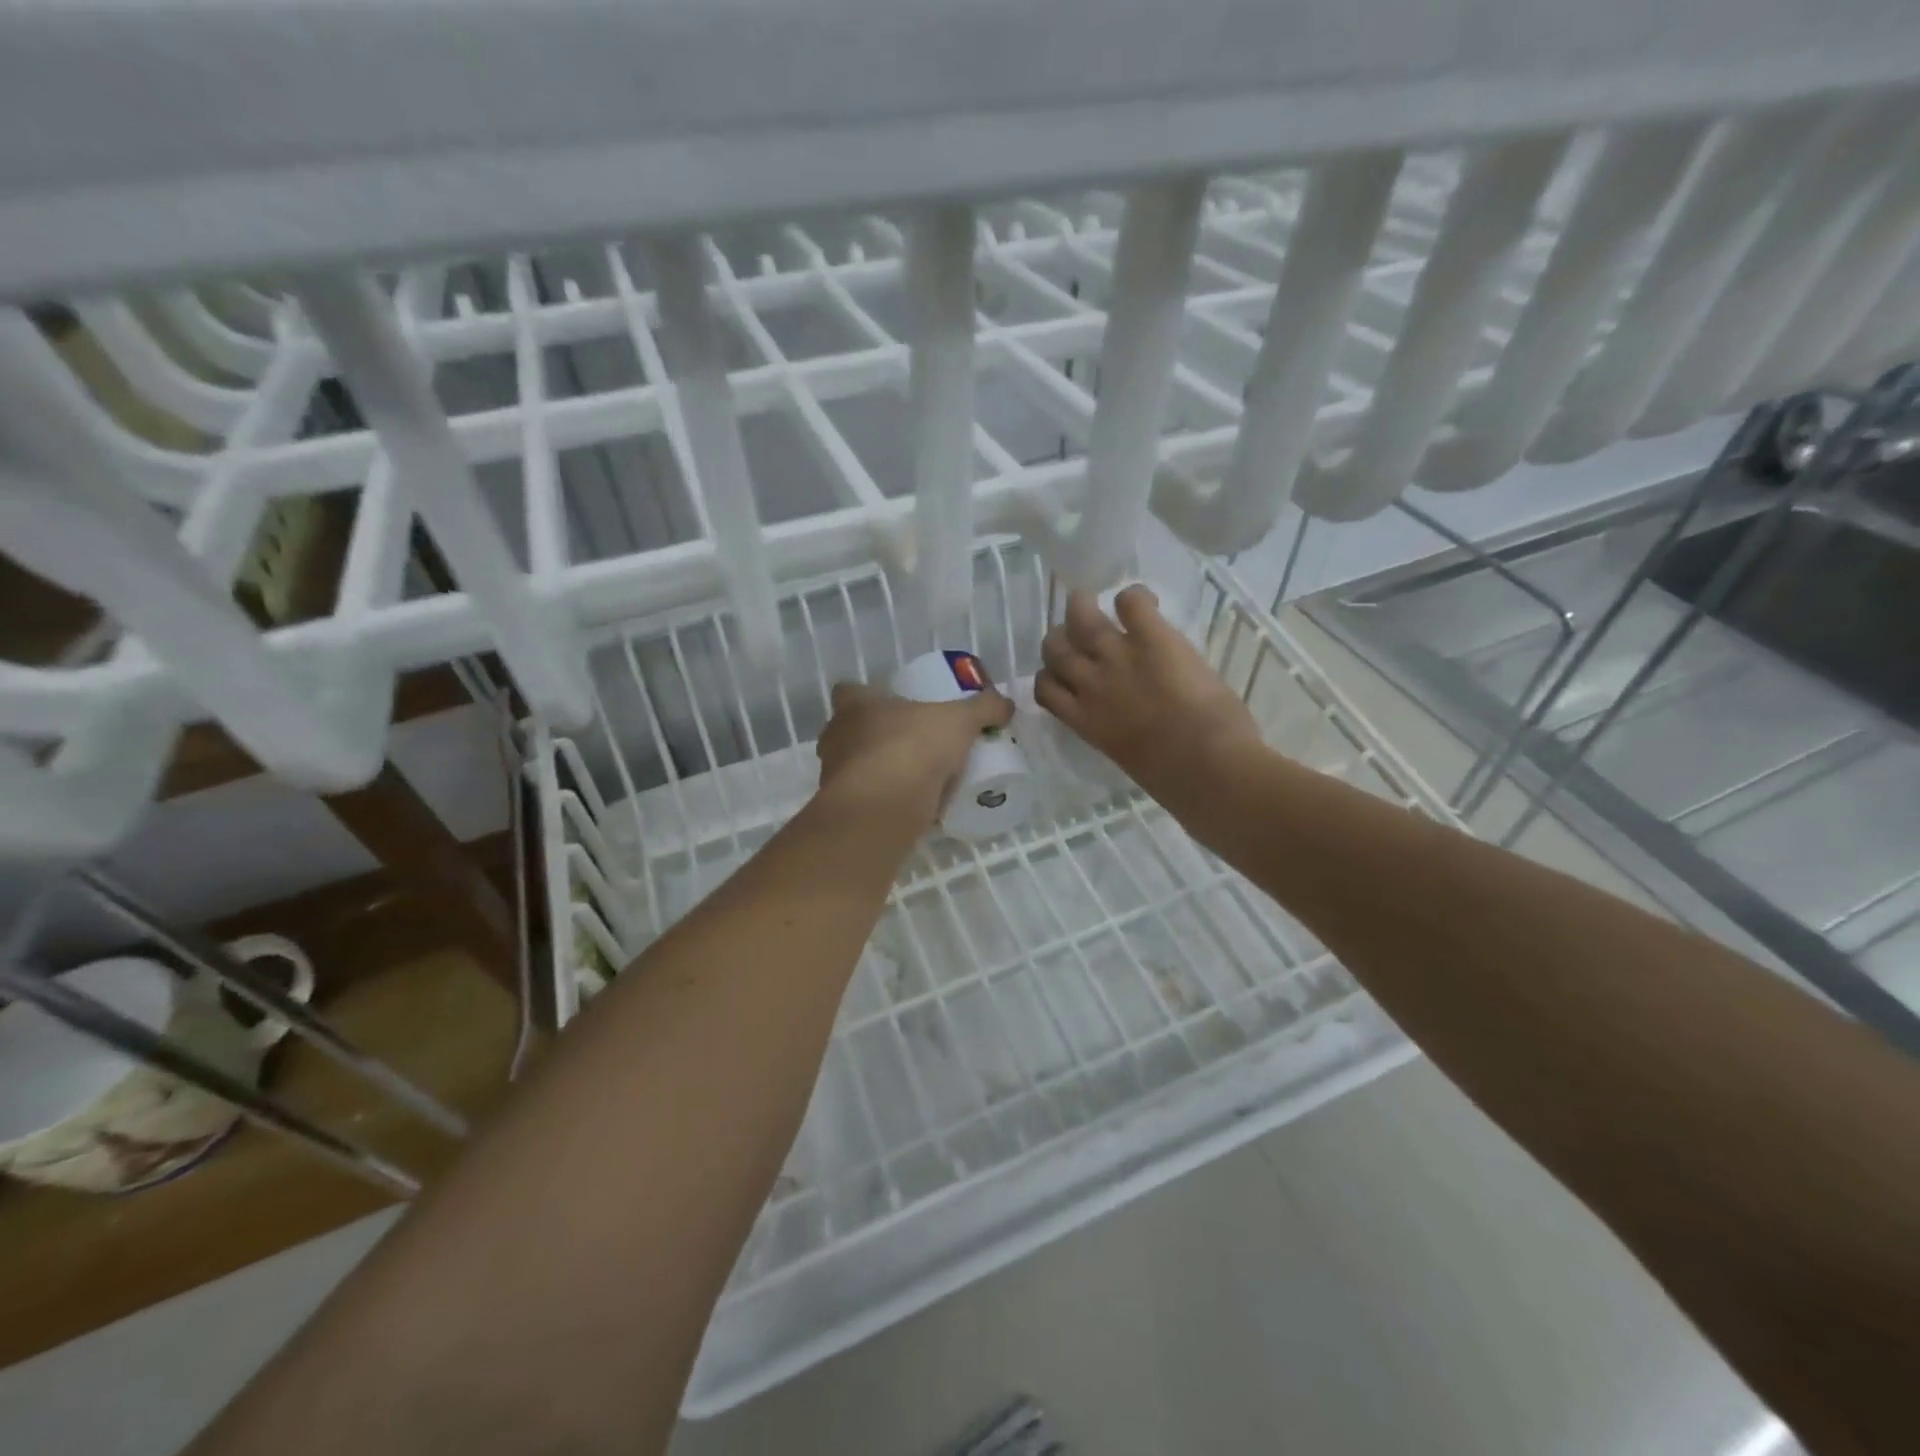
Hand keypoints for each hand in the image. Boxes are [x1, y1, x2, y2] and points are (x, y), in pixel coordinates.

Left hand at [815, 681, 1013, 830]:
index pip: (849, 691)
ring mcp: (833, 776)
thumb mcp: (959, 722)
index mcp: (854, 705)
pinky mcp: (842, 810)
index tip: (893, 705)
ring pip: (855, 768)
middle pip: (850, 731)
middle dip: (875, 737)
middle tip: (912, 743)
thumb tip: (1005, 704)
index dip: (868, 695)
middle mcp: (836, 737)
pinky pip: (865, 800)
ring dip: (878, 772)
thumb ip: (983, 709)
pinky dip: (883, 802)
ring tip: (915, 779)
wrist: (882, 808)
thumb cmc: (912, 747)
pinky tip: (911, 809)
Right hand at [1036, 586, 1259, 799]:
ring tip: (1098, 605)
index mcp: (1084, 720)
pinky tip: (1145, 604)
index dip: (1052, 675)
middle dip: (1063, 638)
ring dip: (1084, 607)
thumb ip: (1116, 731)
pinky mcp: (1150, 638)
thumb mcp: (1127, 756)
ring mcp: (1117, 657)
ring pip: (1079, 617)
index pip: (1045, 688)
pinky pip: (1130, 601)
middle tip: (1082, 637)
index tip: (1070, 674)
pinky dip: (1134, 598)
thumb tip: (1127, 723)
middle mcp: (1090, 684)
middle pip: (1054, 647)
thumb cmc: (1172, 777)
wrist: (1205, 764)